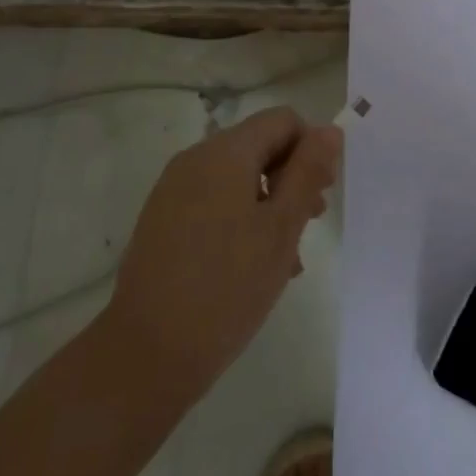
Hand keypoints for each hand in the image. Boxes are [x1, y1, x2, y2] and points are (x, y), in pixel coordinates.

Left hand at [103, 107, 340, 410]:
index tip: (321, 194)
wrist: (146, 355)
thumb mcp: (281, 228)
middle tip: (309, 225)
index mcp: (225, 152)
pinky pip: (212, 202)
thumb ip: (307, 172)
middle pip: (259, 146)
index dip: (310, 149)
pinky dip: (239, 219)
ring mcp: (173, 190)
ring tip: (286, 258)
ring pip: (237, 178)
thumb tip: (329, 129)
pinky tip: (252, 267)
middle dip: (291, 178)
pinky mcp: (161, 220)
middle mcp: (195, 159)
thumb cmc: (227, 287)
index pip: (282, 120)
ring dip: (269, 204)